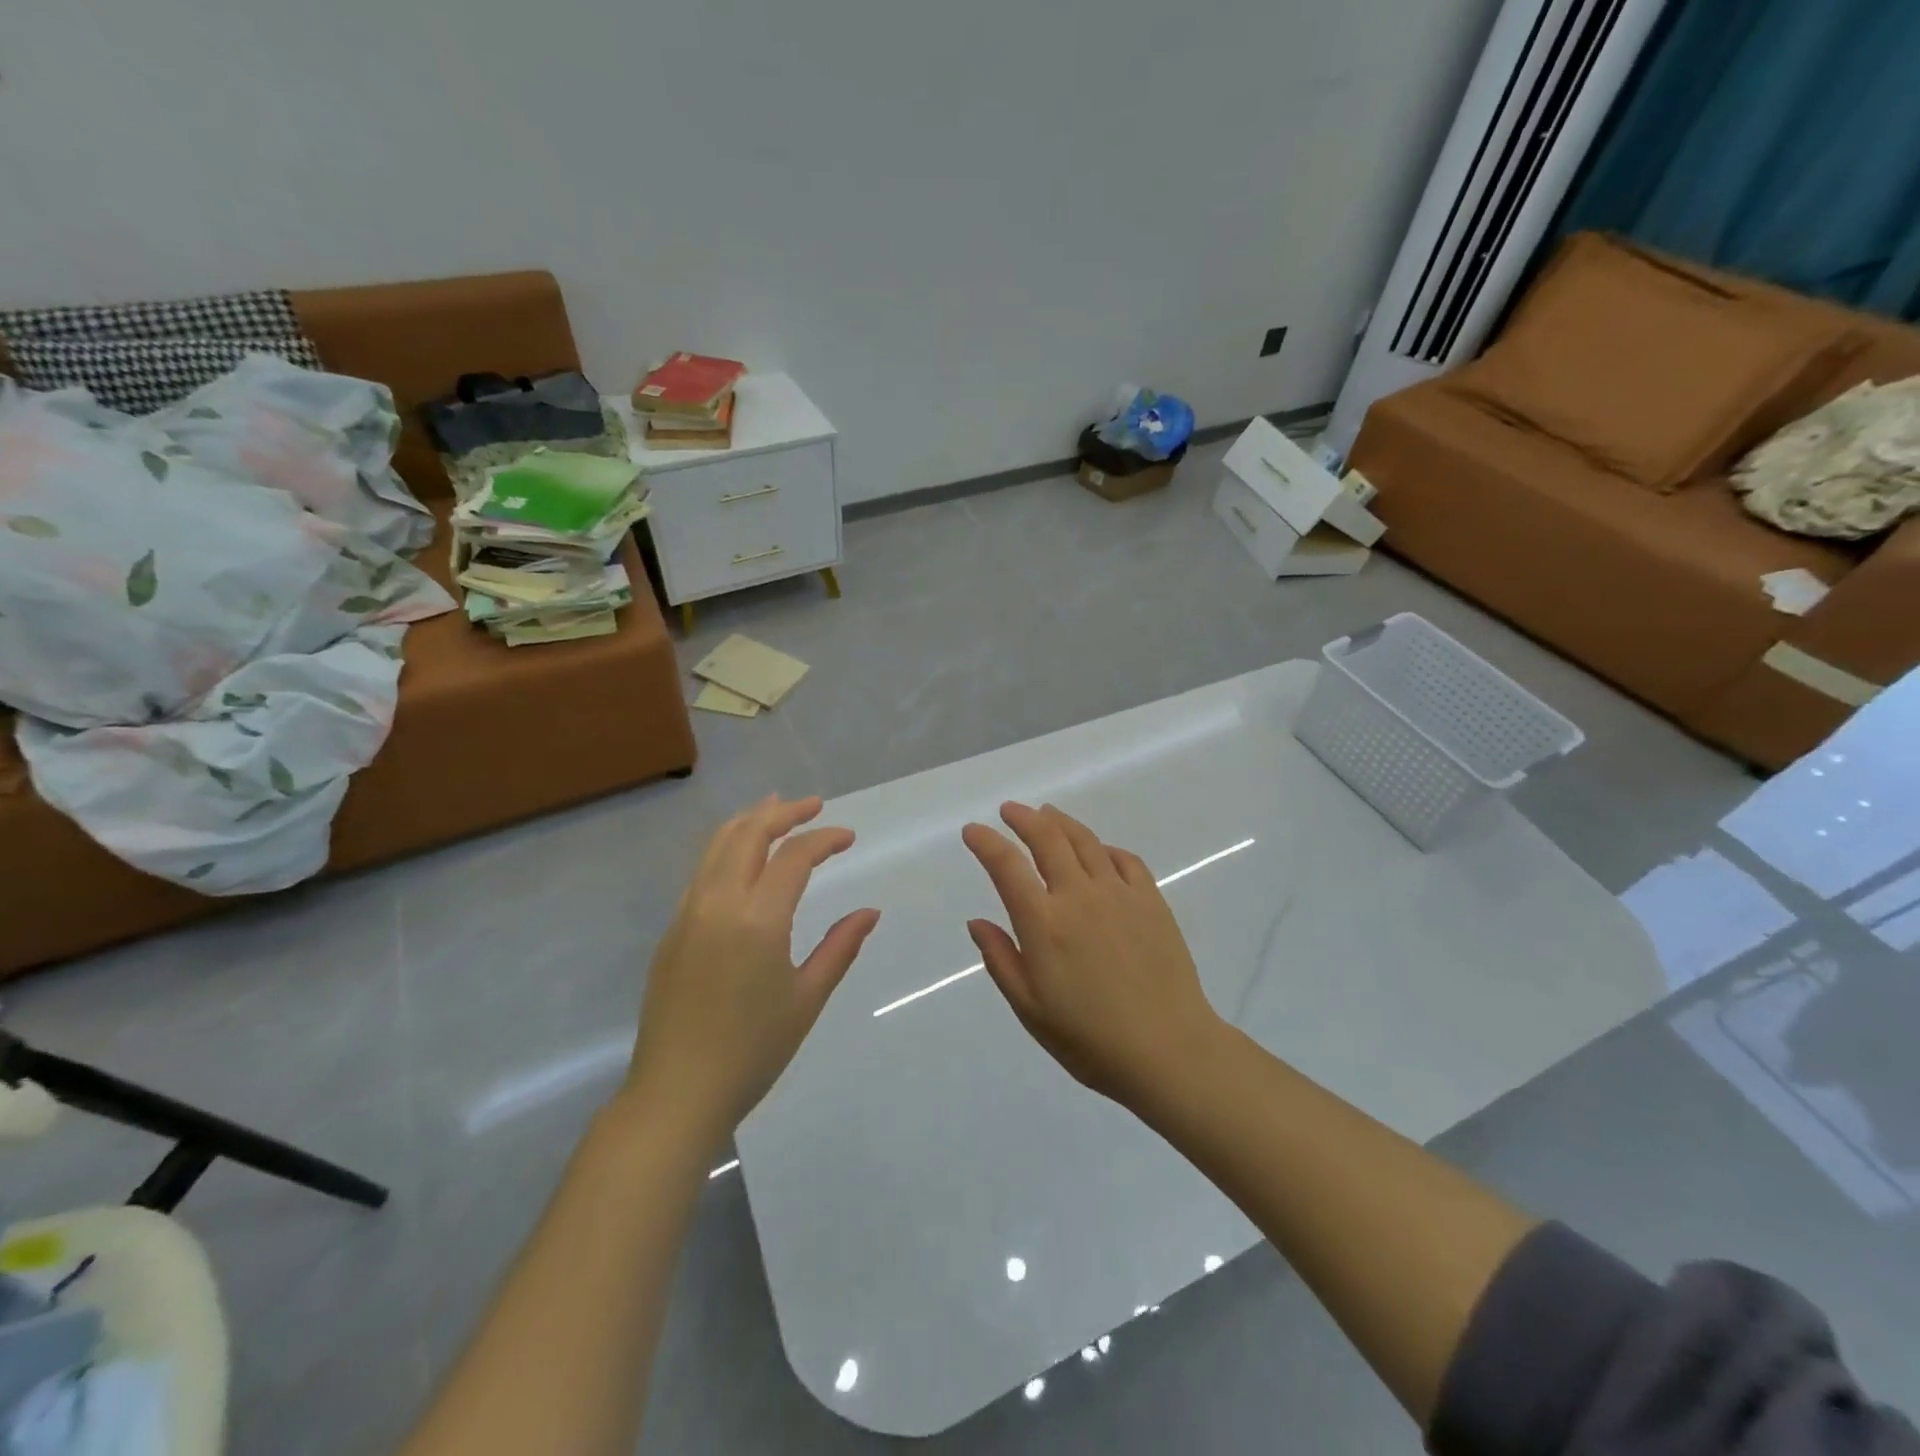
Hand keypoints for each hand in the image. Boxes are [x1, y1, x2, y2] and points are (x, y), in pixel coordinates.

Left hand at [625, 795, 879, 1142]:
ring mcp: (688, 914)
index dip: (824, 839)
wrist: (676, 1094)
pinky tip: (743, 858)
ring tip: (775, 808)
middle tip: (813, 805)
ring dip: (750, 821)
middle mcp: (718, 903)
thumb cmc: (752, 1051)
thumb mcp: (807, 999)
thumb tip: (870, 912)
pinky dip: (727, 847)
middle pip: (749, 833)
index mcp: (757, 920)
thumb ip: (840, 948)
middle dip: (783, 812)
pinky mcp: (672, 930)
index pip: (794, 856)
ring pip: (717, 845)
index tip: (848, 837)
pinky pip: (702, 871)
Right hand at [962, 802, 1224, 1106]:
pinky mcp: (1151, 900)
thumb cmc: (1090, 1039)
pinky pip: (1124, 859)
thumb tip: (977, 922)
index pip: (1007, 866)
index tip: (973, 831)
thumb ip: (1001, 959)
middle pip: (1048, 838)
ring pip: (1085, 841)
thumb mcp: (1030, 1009)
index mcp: (1044, 924)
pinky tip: (1098, 851)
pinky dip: (1103, 848)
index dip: (986, 842)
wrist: (1169, 1050)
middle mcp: (1079, 896)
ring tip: (1047, 814)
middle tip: (1009, 811)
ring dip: (1060, 822)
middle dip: (1023, 818)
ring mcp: (1119, 894)